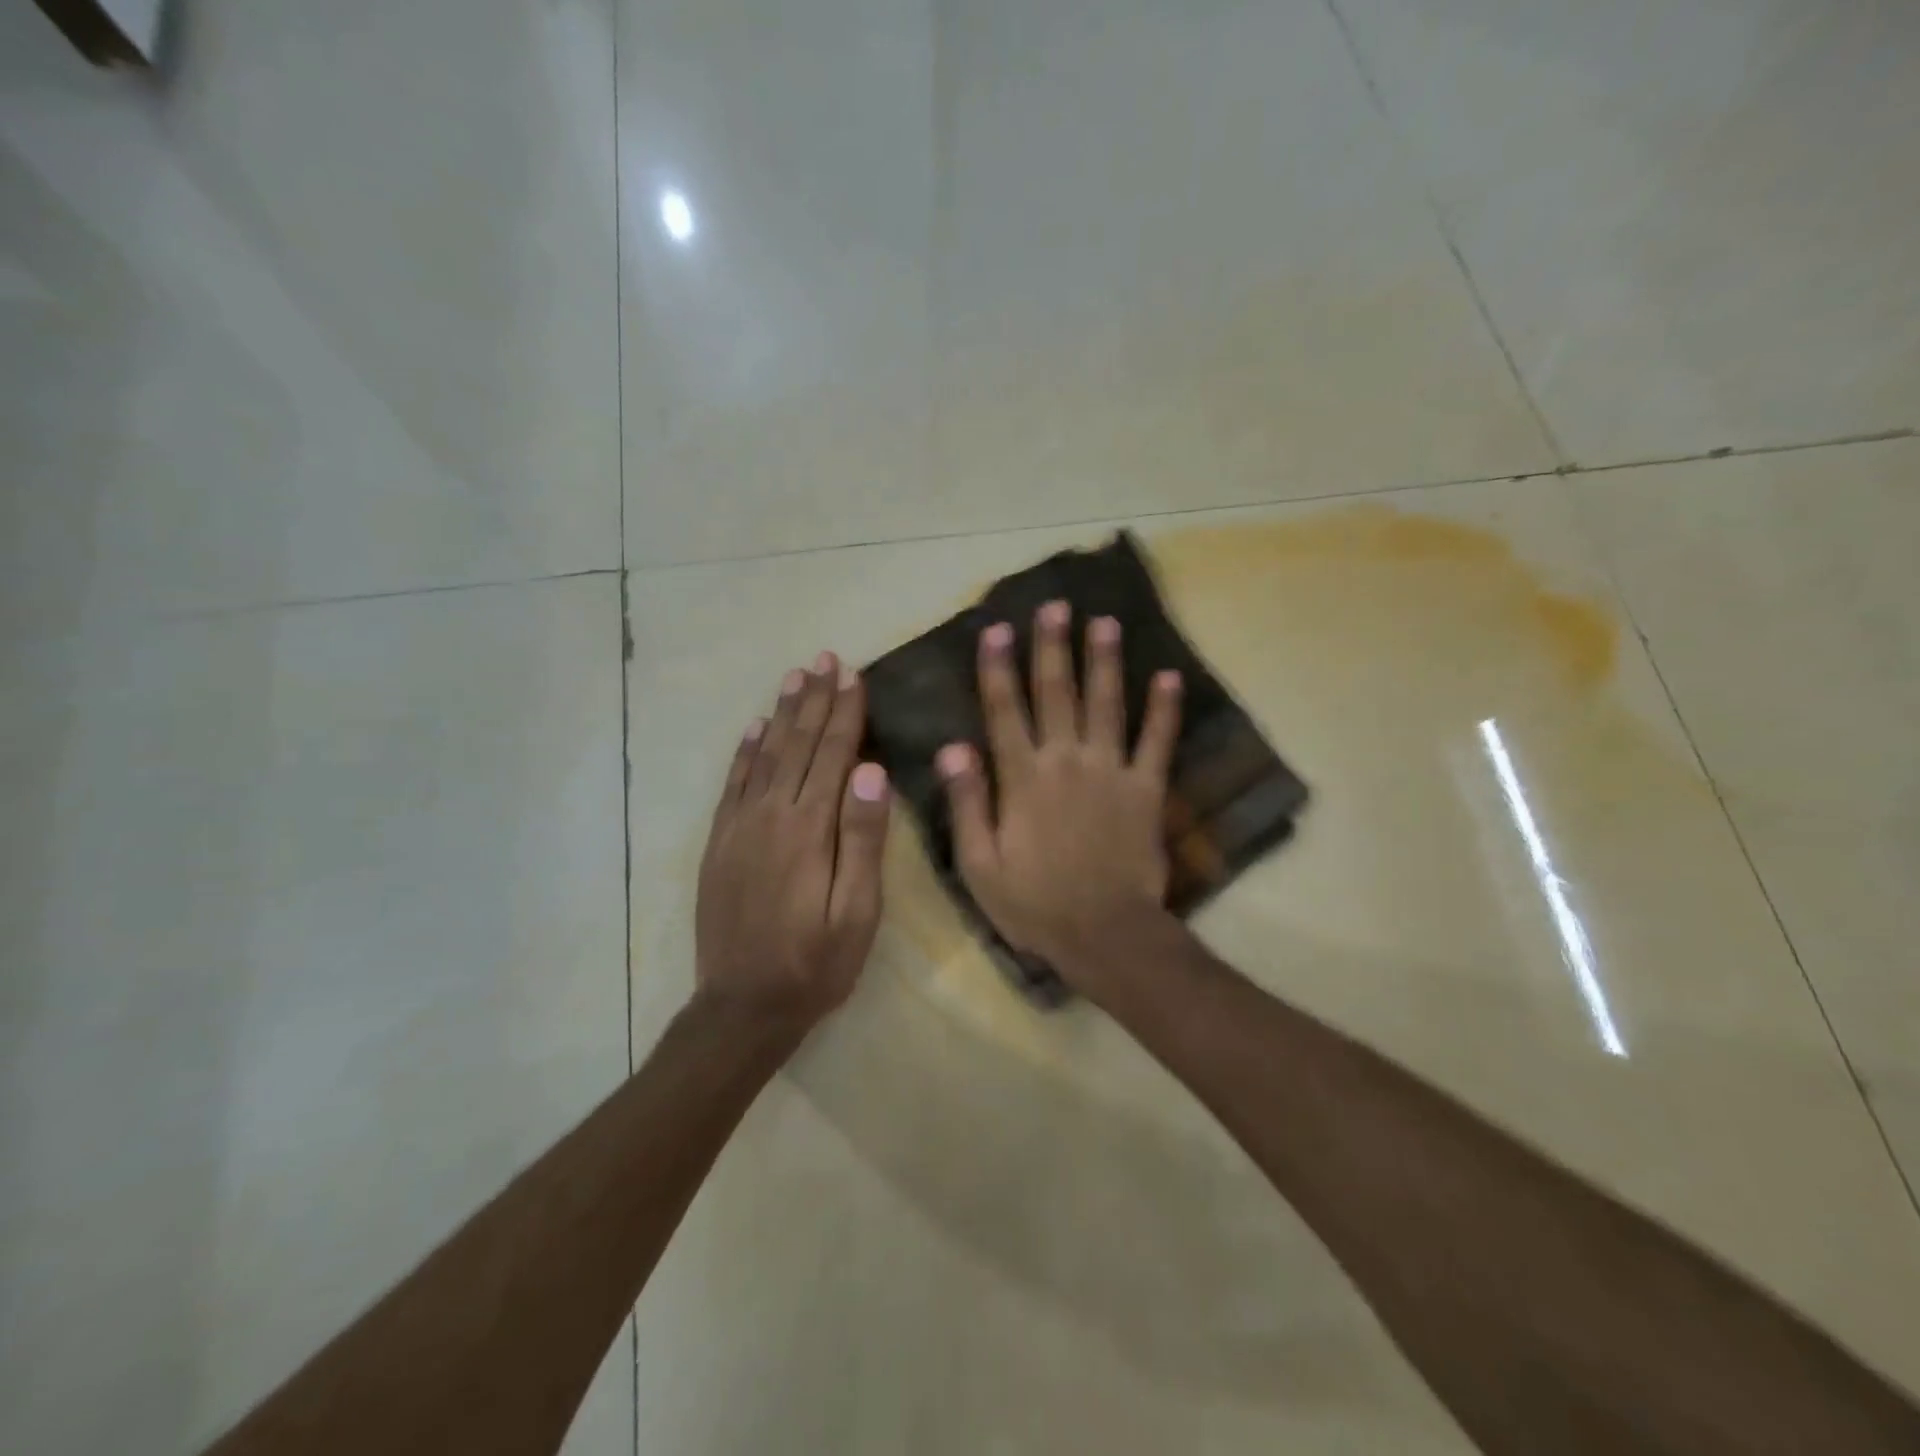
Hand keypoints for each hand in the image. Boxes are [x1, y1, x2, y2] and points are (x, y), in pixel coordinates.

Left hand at [695, 652, 891, 1032]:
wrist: (742, 1007)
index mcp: (809, 830)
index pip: (831, 755)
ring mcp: (739, 827)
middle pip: (797, 745)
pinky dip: (745, 751)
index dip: (844, 713)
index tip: (852, 675)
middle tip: (825, 659)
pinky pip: (733, 784)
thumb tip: (871, 770)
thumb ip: (862, 839)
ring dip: (782, 714)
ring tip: (795, 678)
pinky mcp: (720, 843)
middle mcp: (770, 816)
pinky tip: (754, 728)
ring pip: (765, 756)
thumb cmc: (816, 964)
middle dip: (814, 701)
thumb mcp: (856, 912)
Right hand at [937, 602, 1182, 994]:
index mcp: (1022, 779)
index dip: (998, 668)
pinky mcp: (1146, 789)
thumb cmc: (1034, 904)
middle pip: (1057, 694)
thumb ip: (967, 802)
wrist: (1104, 934)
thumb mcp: (979, 864)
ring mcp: (1111, 771)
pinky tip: (1168, 677)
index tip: (997, 629)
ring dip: (1105, 662)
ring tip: (1104, 623)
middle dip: (1053, 648)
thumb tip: (952, 746)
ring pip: (1106, 705)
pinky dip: (1164, 710)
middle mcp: (1066, 761)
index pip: (1004, 712)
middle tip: (1056, 607)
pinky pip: (1157, 742)